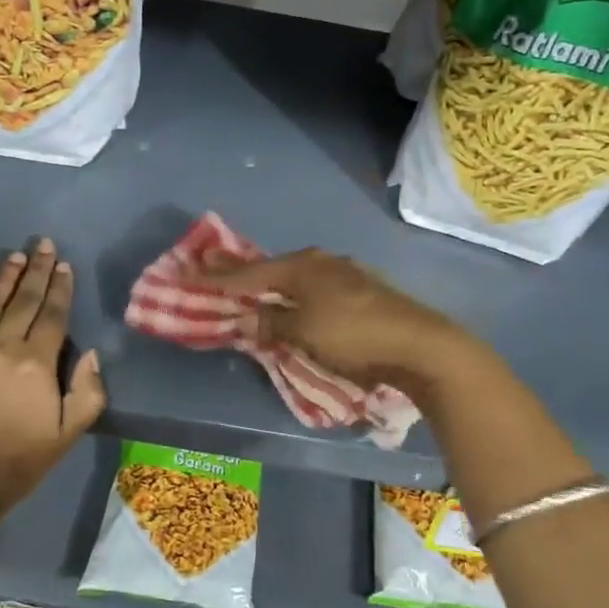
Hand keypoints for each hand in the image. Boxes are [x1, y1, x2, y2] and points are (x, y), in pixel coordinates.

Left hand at [0, 239, 105, 511]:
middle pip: (23, 301)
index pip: (52, 315)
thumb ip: (88, 391)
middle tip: (43, 244)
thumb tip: (91, 353)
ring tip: (15, 255)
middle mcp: (1, 348)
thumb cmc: (20, 461)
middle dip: (37, 271)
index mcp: (36, 364)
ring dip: (4, 278)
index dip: (60, 288)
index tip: (64, 265)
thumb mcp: (69, 433)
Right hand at [197, 248, 473, 392]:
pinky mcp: (364, 291)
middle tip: (213, 270)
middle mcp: (322, 262)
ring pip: (296, 278)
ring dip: (272, 285)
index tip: (188, 273)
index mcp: (302, 267)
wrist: (420, 345)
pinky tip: (296, 301)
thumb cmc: (353, 335)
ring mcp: (346, 274)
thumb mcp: (303, 332)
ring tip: (251, 288)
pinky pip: (315, 289)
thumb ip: (271, 322)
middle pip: (272, 269)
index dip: (216, 277)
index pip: (248, 273)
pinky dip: (296, 295)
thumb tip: (250, 317)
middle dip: (243, 273)